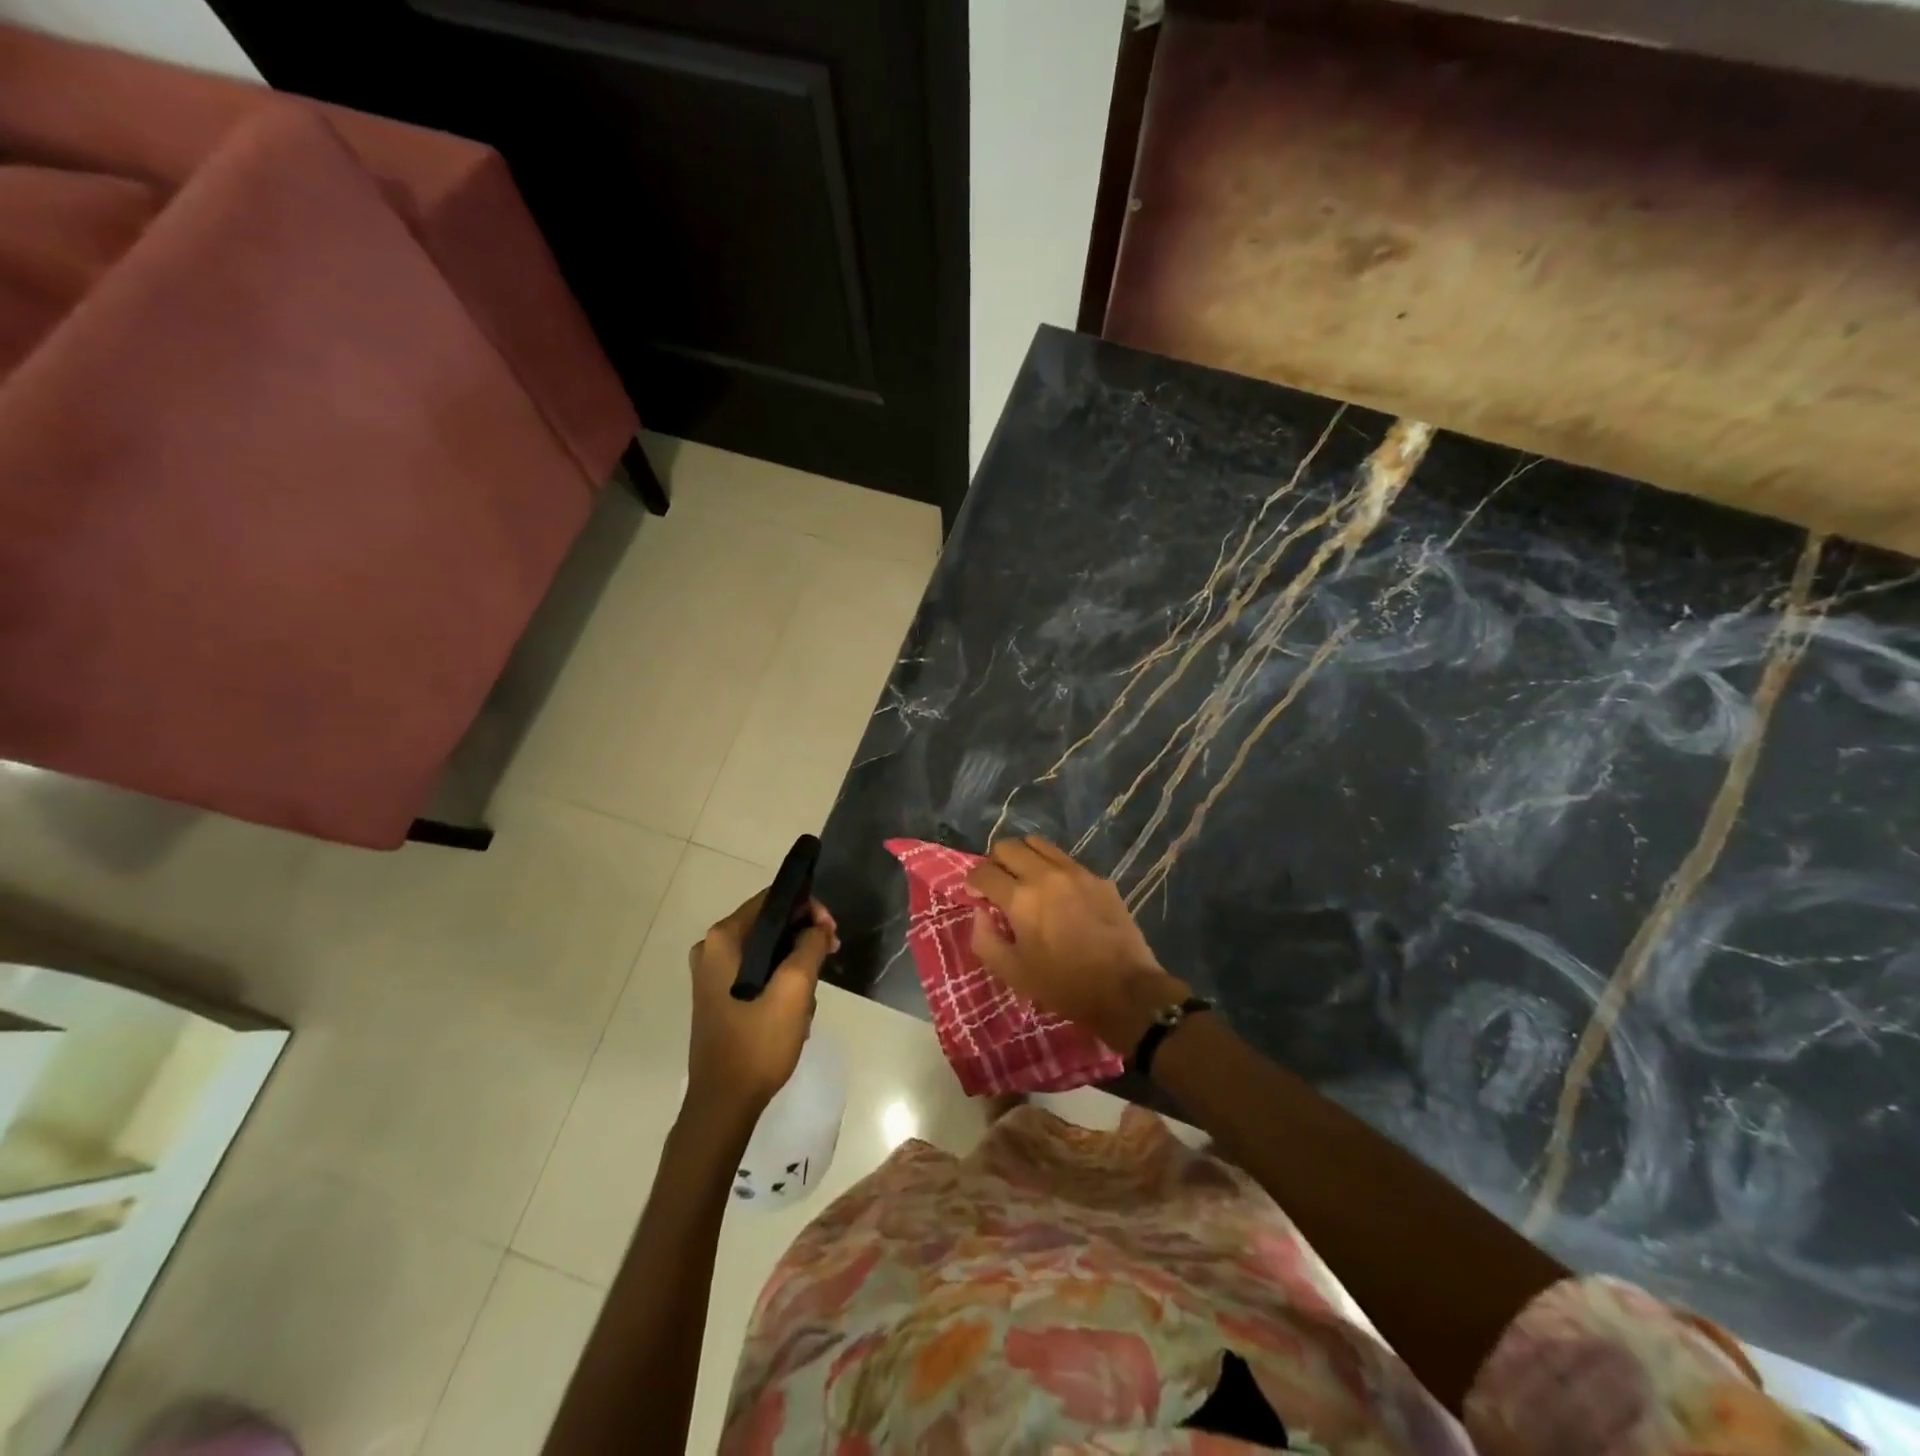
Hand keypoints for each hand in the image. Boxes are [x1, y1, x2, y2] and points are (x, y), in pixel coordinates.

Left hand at [686, 891, 837, 1121]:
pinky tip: (795, 1011)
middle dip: (804, 939)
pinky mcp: (720, 997)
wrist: (724, 1105)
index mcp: (722, 940)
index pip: (772, 900)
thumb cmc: (757, 1043)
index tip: (832, 932)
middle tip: (831, 957)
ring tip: (810, 998)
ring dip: (795, 967)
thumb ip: (810, 946)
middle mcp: (712, 950)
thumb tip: (819, 928)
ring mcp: (713, 975)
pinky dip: (780, 983)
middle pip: (770, 925)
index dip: (807, 908)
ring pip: (768, 951)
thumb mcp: (794, 990)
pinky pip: (758, 973)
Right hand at [966, 836, 1188, 1051]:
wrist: (1125, 990)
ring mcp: (1076, 872)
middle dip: (995, 862)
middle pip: (1008, 846)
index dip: (972, 882)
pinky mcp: (1099, 878)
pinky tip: (1059, 894)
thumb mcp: (1013, 973)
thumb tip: (980, 913)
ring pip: (1038, 844)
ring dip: (1024, 858)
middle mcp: (1046, 875)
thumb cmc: (1063, 985)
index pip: (983, 872)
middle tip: (998, 886)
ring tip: (1026, 881)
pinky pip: (1066, 860)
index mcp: (1021, 898)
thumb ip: (985, 939)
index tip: (975, 895)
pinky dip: (1052, 869)